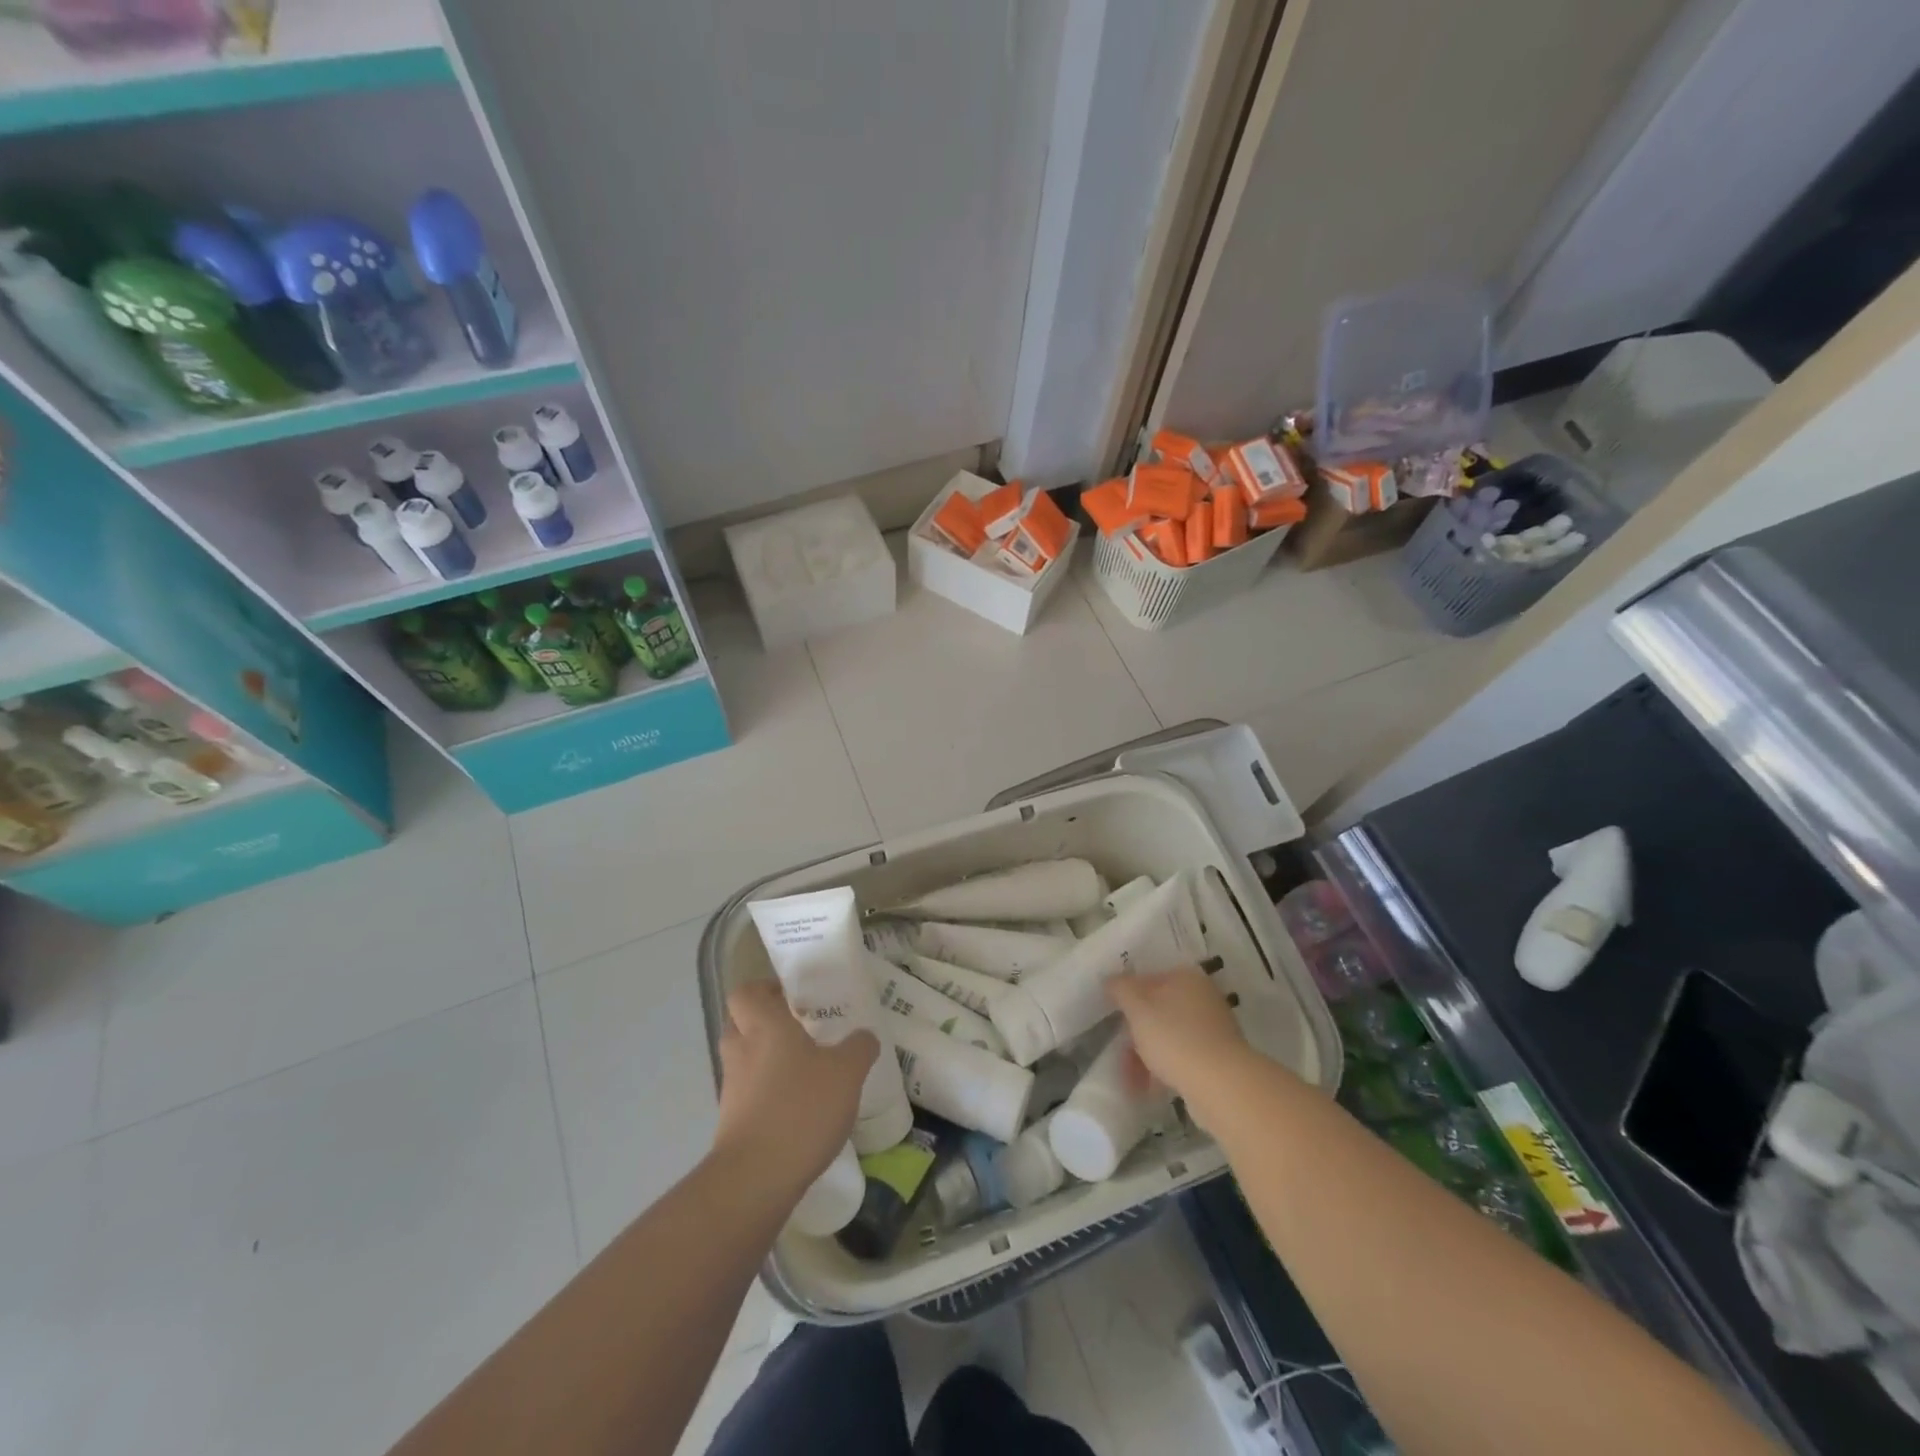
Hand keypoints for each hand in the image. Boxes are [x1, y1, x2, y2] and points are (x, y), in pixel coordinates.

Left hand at [712, 980, 878, 1196]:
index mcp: (764, 1026)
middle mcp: (741, 1050)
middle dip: (765, 1023)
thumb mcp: (847, 1072)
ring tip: (804, 1070)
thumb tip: (864, 1036)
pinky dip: (766, 1093)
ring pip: (744, 1059)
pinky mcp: (731, 1121)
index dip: (764, 990)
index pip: (746, 993)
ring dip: (766, 1059)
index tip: (792, 997)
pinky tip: (797, 1106)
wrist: (757, 1178)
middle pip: (741, 1023)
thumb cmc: (801, 1108)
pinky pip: (748, 1092)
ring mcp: (732, 1088)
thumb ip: (859, 1048)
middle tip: (800, 1030)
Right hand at [1109, 967, 1257, 1127]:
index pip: (1146, 979)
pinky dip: (1164, 1068)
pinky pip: (1182, 1057)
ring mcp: (1213, 1028)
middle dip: (1135, 1034)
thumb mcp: (1137, 1009)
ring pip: (1168, 1036)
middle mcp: (1202, 996)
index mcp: (1185, 977)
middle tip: (1119, 1053)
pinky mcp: (1218, 1058)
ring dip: (1146, 1055)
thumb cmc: (1174, 1038)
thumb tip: (1111, 980)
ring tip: (1131, 1081)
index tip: (1112, 1019)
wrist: (1222, 1085)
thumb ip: (1120, 989)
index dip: (1125, 998)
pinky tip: (1149, 1088)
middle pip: (1157, 1010)